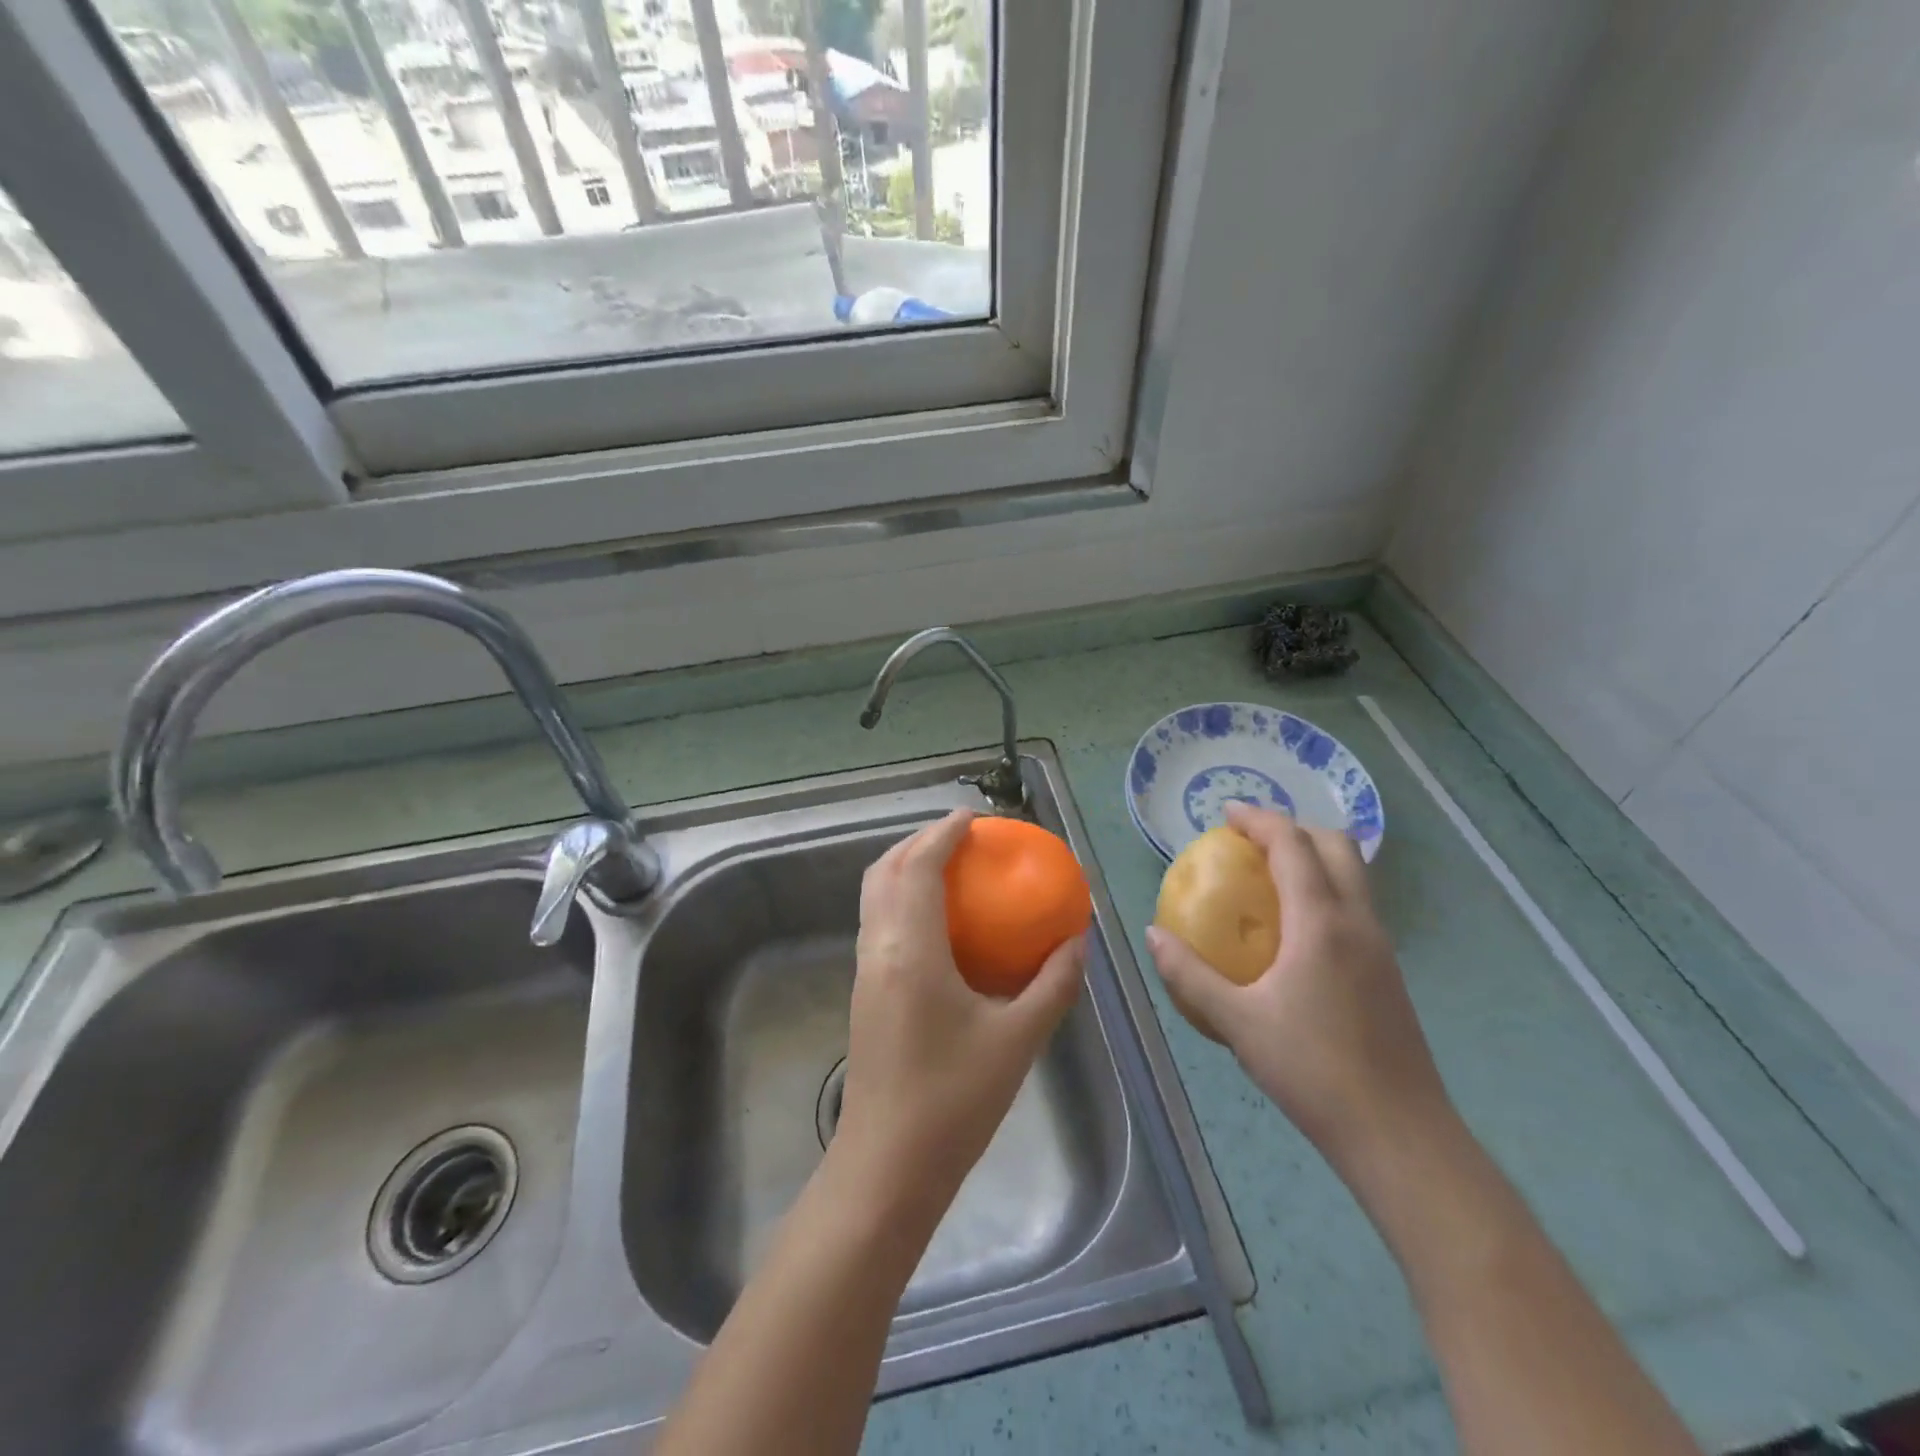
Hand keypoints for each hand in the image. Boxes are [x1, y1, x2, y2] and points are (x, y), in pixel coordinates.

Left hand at [835, 809, 1085, 1214]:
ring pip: (875, 896)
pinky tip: (941, 924)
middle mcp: (878, 949)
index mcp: (910, 950)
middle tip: (962, 838)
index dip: (942, 833)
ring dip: (907, 869)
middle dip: (918, 842)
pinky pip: (880, 923)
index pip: (918, 866)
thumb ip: (1053, 984)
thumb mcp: (1018, 1040)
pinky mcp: (865, 993)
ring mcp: (865, 971)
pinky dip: (904, 900)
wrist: (887, 1167)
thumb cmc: (954, 1102)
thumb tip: (1078, 942)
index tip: (973, 817)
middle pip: (885, 870)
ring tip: (951, 869)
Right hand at [1146, 802, 1450, 1168]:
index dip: (1258, 819)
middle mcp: (1358, 922)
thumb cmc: (1312, 1071)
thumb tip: (1154, 936)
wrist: (1399, 1134)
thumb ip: (1190, 975)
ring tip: (1269, 877)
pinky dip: (1325, 891)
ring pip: (1354, 875)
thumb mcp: (1237, 1023)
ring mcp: (1381, 947)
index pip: (1293, 844)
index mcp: (1321, 922)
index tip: (1225, 814)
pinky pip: (1356, 906)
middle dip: (1294, 828)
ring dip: (1314, 858)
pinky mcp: (1388, 972)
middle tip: (1250, 842)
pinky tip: (1294, 932)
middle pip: (1337, 845)